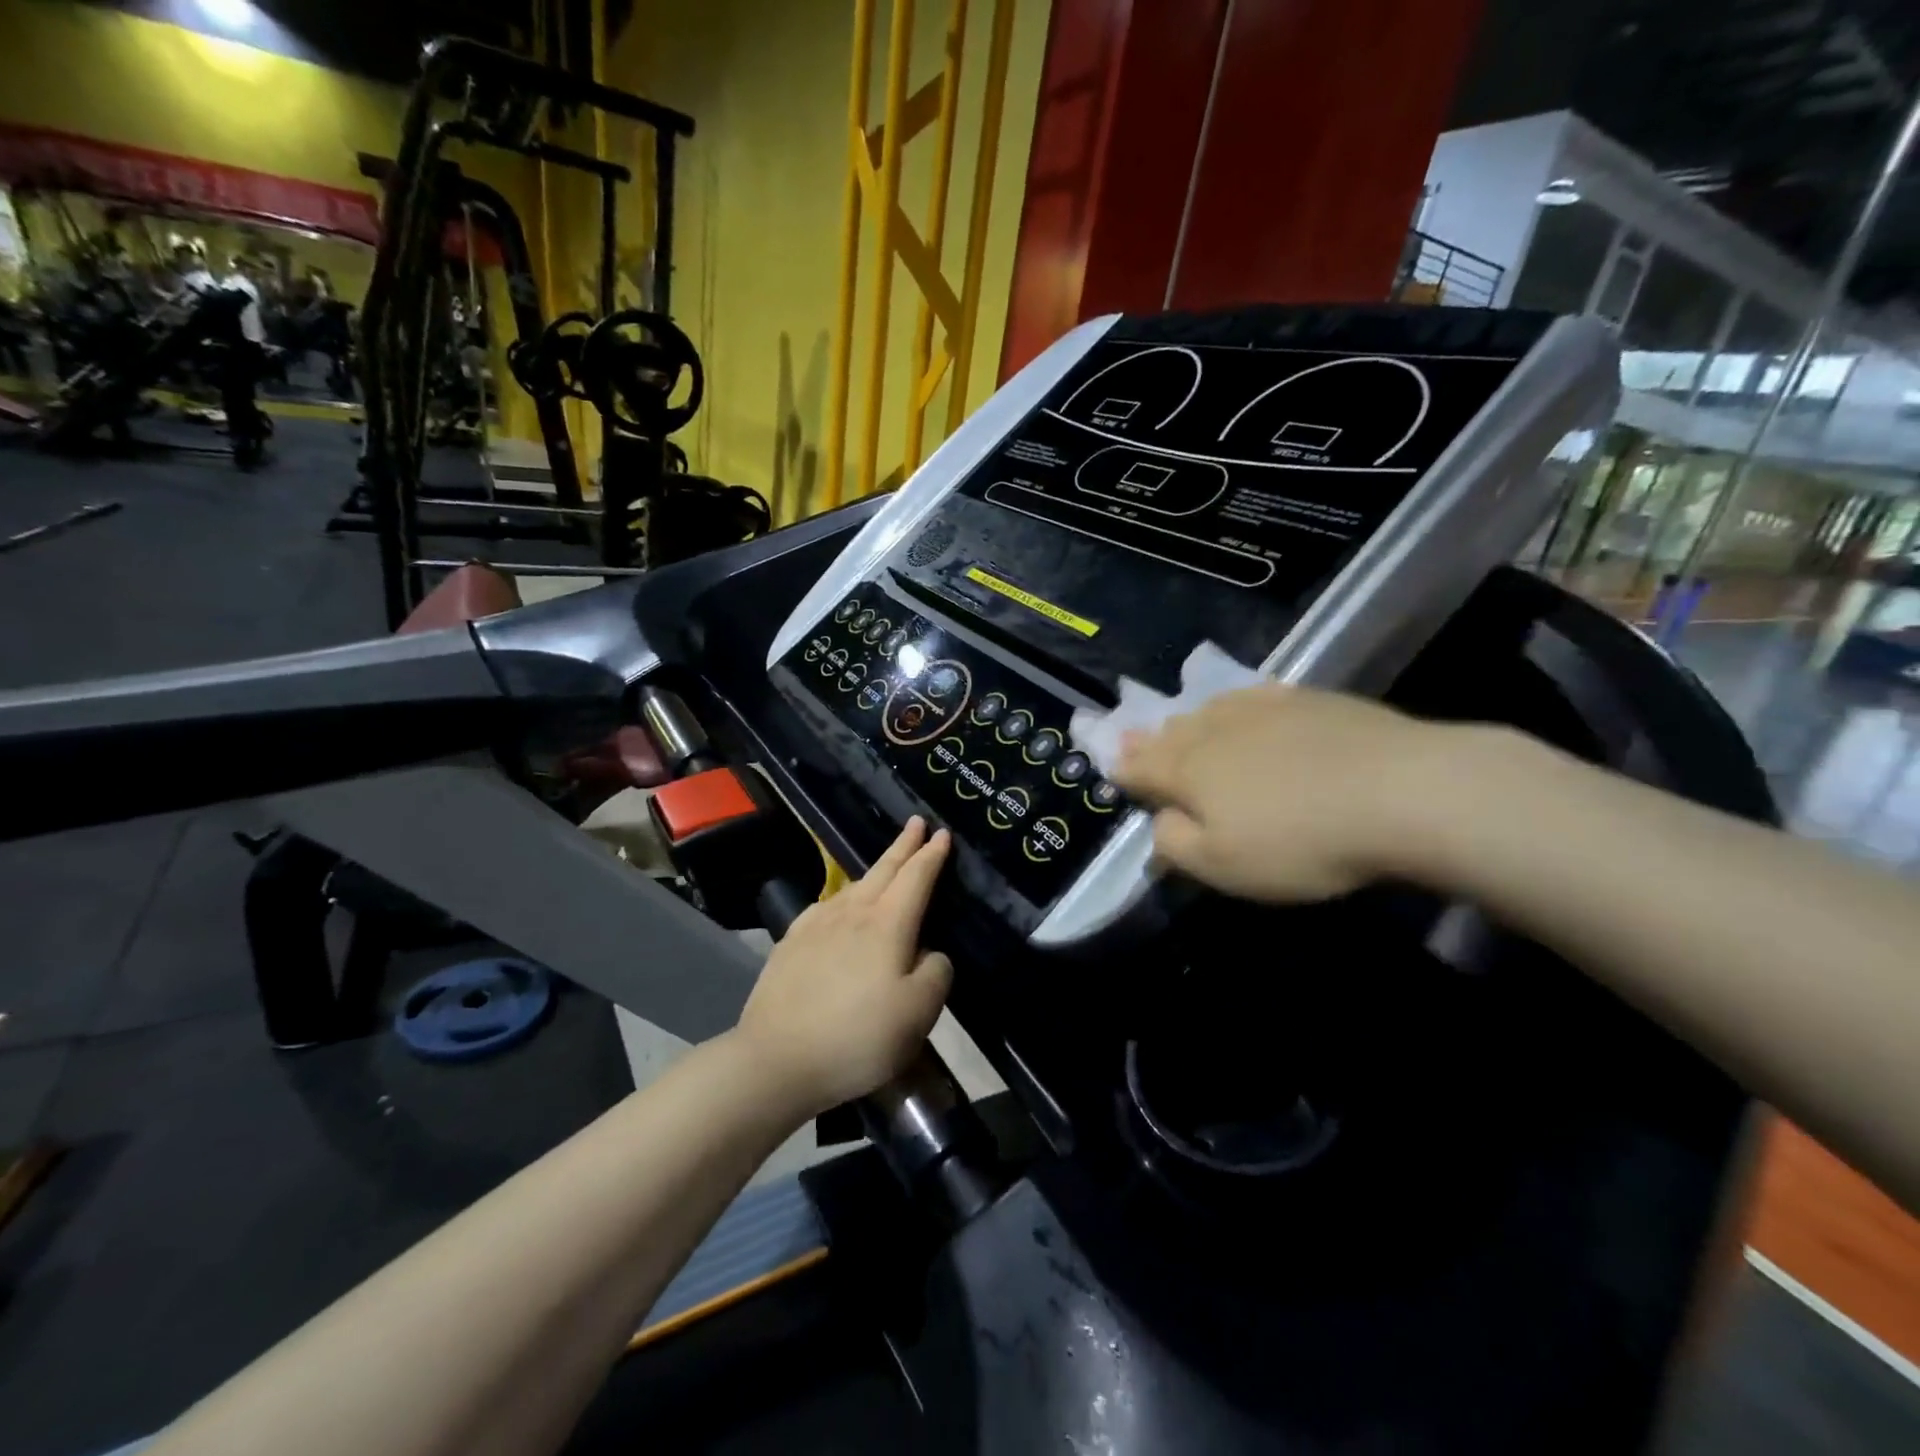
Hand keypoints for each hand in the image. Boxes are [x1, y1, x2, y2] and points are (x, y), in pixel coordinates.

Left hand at [734, 818, 953, 1117]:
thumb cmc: (858, 1037)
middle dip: (903, 845)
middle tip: (915, 823)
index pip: (916, 877)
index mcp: (887, 924)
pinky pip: (826, 907)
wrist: (776, 1059)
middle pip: (883, 869)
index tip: (942, 833)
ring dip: (875, 870)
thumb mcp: (919, 1014)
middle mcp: (852, 913)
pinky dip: (843, 898)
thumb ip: (936, 973)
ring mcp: (816, 924)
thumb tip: (929, 953)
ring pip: (853, 886)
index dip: (932, 854)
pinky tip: (839, 908)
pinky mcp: (791, 943)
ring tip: (885, 867)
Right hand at [1110, 683, 1475, 903]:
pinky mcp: (1309, 699)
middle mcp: (1214, 730)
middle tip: (1134, 740)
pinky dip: (1239, 704)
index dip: (1122, 769)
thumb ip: (1175, 845)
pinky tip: (1246, 706)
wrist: (1402, 791)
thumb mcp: (1223, 866)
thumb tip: (1160, 822)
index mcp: (1187, 770)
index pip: (1139, 767)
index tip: (1111, 767)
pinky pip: (1257, 695)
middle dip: (1149, 741)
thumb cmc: (1300, 840)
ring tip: (1184, 725)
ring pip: (1209, 710)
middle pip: (1170, 733)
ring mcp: (1263, 708)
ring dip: (1190, 720)